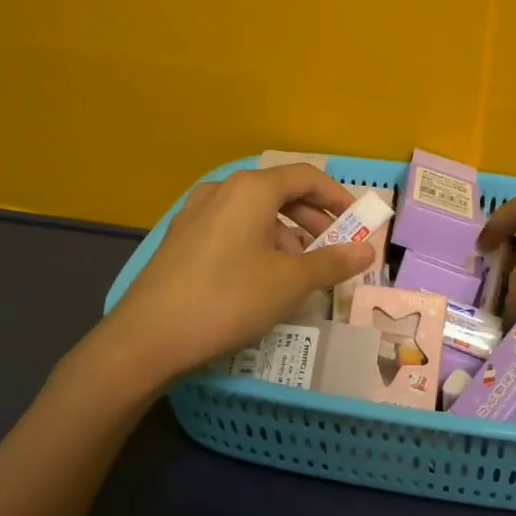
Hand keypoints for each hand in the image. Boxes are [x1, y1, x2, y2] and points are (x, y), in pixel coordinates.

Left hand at [98, 164, 375, 385]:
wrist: (147, 338)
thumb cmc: (228, 299)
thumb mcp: (290, 283)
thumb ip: (332, 262)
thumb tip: (367, 251)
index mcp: (252, 189)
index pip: (306, 177)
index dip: (338, 197)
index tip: (358, 222)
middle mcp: (223, 189)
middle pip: (280, 192)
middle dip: (313, 219)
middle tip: (335, 248)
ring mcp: (196, 212)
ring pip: (255, 213)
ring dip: (286, 235)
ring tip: (301, 271)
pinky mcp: (182, 238)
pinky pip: (232, 228)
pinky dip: (258, 243)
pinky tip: (263, 278)